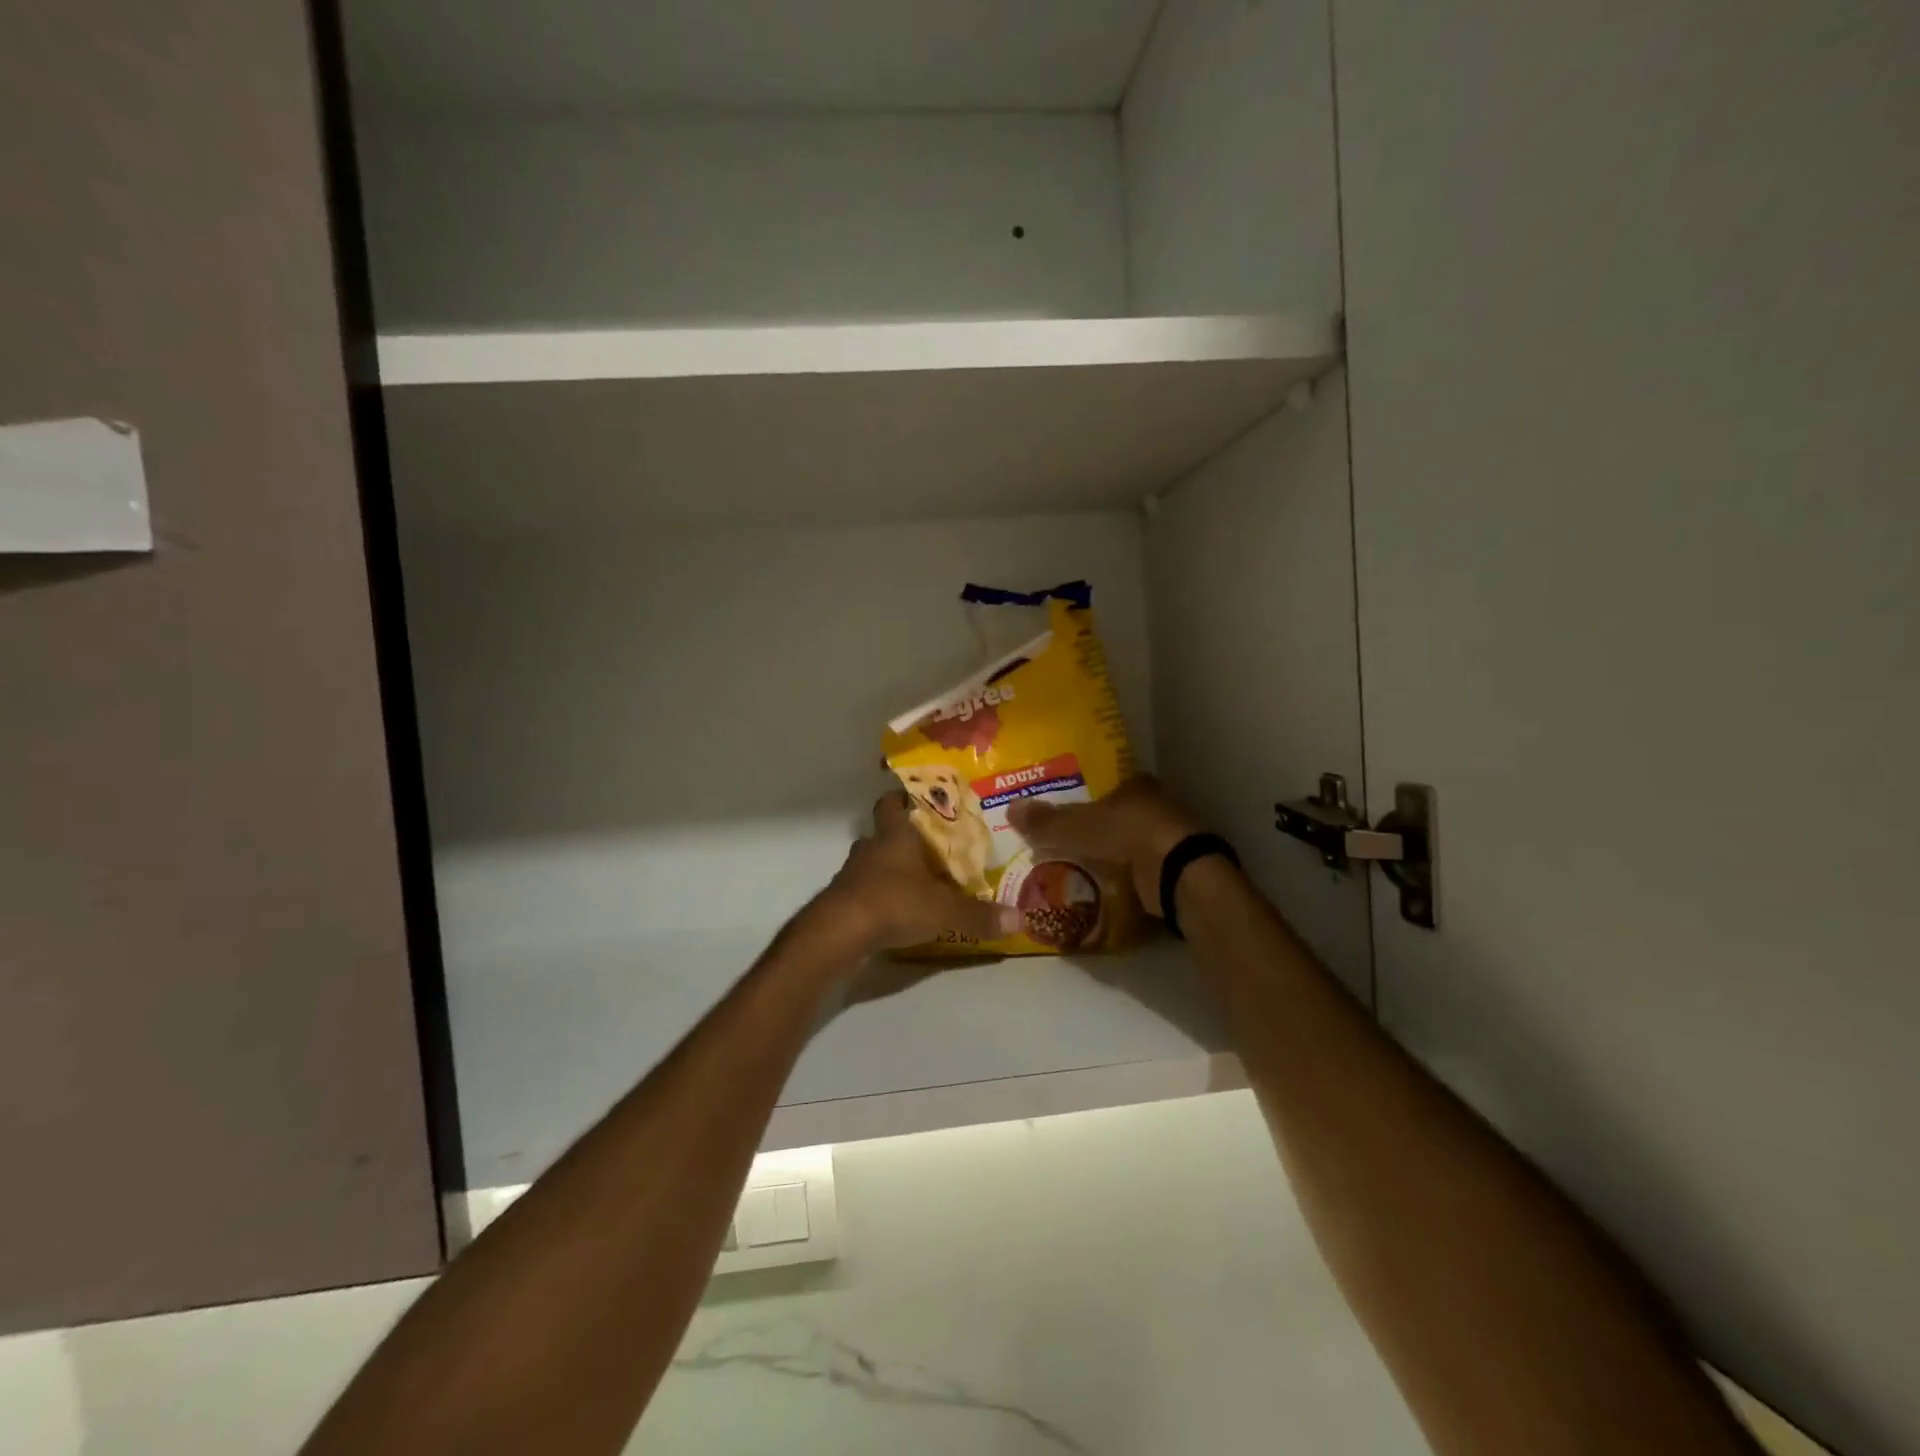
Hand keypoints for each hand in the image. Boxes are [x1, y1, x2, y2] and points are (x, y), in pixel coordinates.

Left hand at [821, 792, 1021, 954]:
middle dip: (902, 837)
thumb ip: (980, 914)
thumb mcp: (944, 910)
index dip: (903, 798)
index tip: (919, 800)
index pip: (893, 803)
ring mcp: (851, 874)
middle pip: (882, 832)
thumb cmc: (893, 903)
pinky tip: (895, 912)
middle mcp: (870, 848)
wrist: (839, 933)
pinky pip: (863, 890)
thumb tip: (1020, 918)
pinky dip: (877, 896)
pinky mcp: (841, 901)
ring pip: (871, 862)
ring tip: (915, 882)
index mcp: (894, 836)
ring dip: (888, 869)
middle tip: (929, 847)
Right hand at [1007, 776, 1202, 916]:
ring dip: (1111, 854)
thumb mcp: (1077, 827)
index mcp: (1136, 786)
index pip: (1108, 786)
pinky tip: (1103, 887)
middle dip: (1097, 828)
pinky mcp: (1173, 868)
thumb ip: (1046, 821)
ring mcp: (1167, 838)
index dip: (1088, 797)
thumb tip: (1009, 808)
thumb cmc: (1128, 834)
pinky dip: (1124, 877)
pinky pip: (1140, 870)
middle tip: (1066, 842)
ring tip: (1077, 867)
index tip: (1068, 810)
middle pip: (1119, 815)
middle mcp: (1156, 806)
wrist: (1177, 873)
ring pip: (1130, 843)